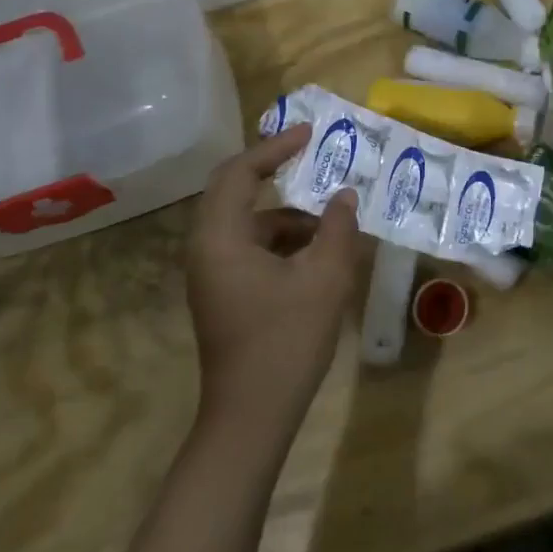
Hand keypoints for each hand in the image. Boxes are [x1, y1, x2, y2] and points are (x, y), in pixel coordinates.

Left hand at [186, 125, 371, 433]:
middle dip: (274, 171)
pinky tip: (319, 252)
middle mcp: (206, 248)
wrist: (251, 418)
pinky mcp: (223, 292)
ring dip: (287, 213)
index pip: (241, 172)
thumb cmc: (286, 341)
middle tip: (312, 156)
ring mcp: (212, 273)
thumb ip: (339, 229)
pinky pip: (251, 247)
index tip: (309, 133)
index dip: (275, 147)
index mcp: (221, 237)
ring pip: (248, 223)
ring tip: (331, 217)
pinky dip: (282, 240)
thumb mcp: (325, 278)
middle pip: (235, 191)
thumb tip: (345, 196)